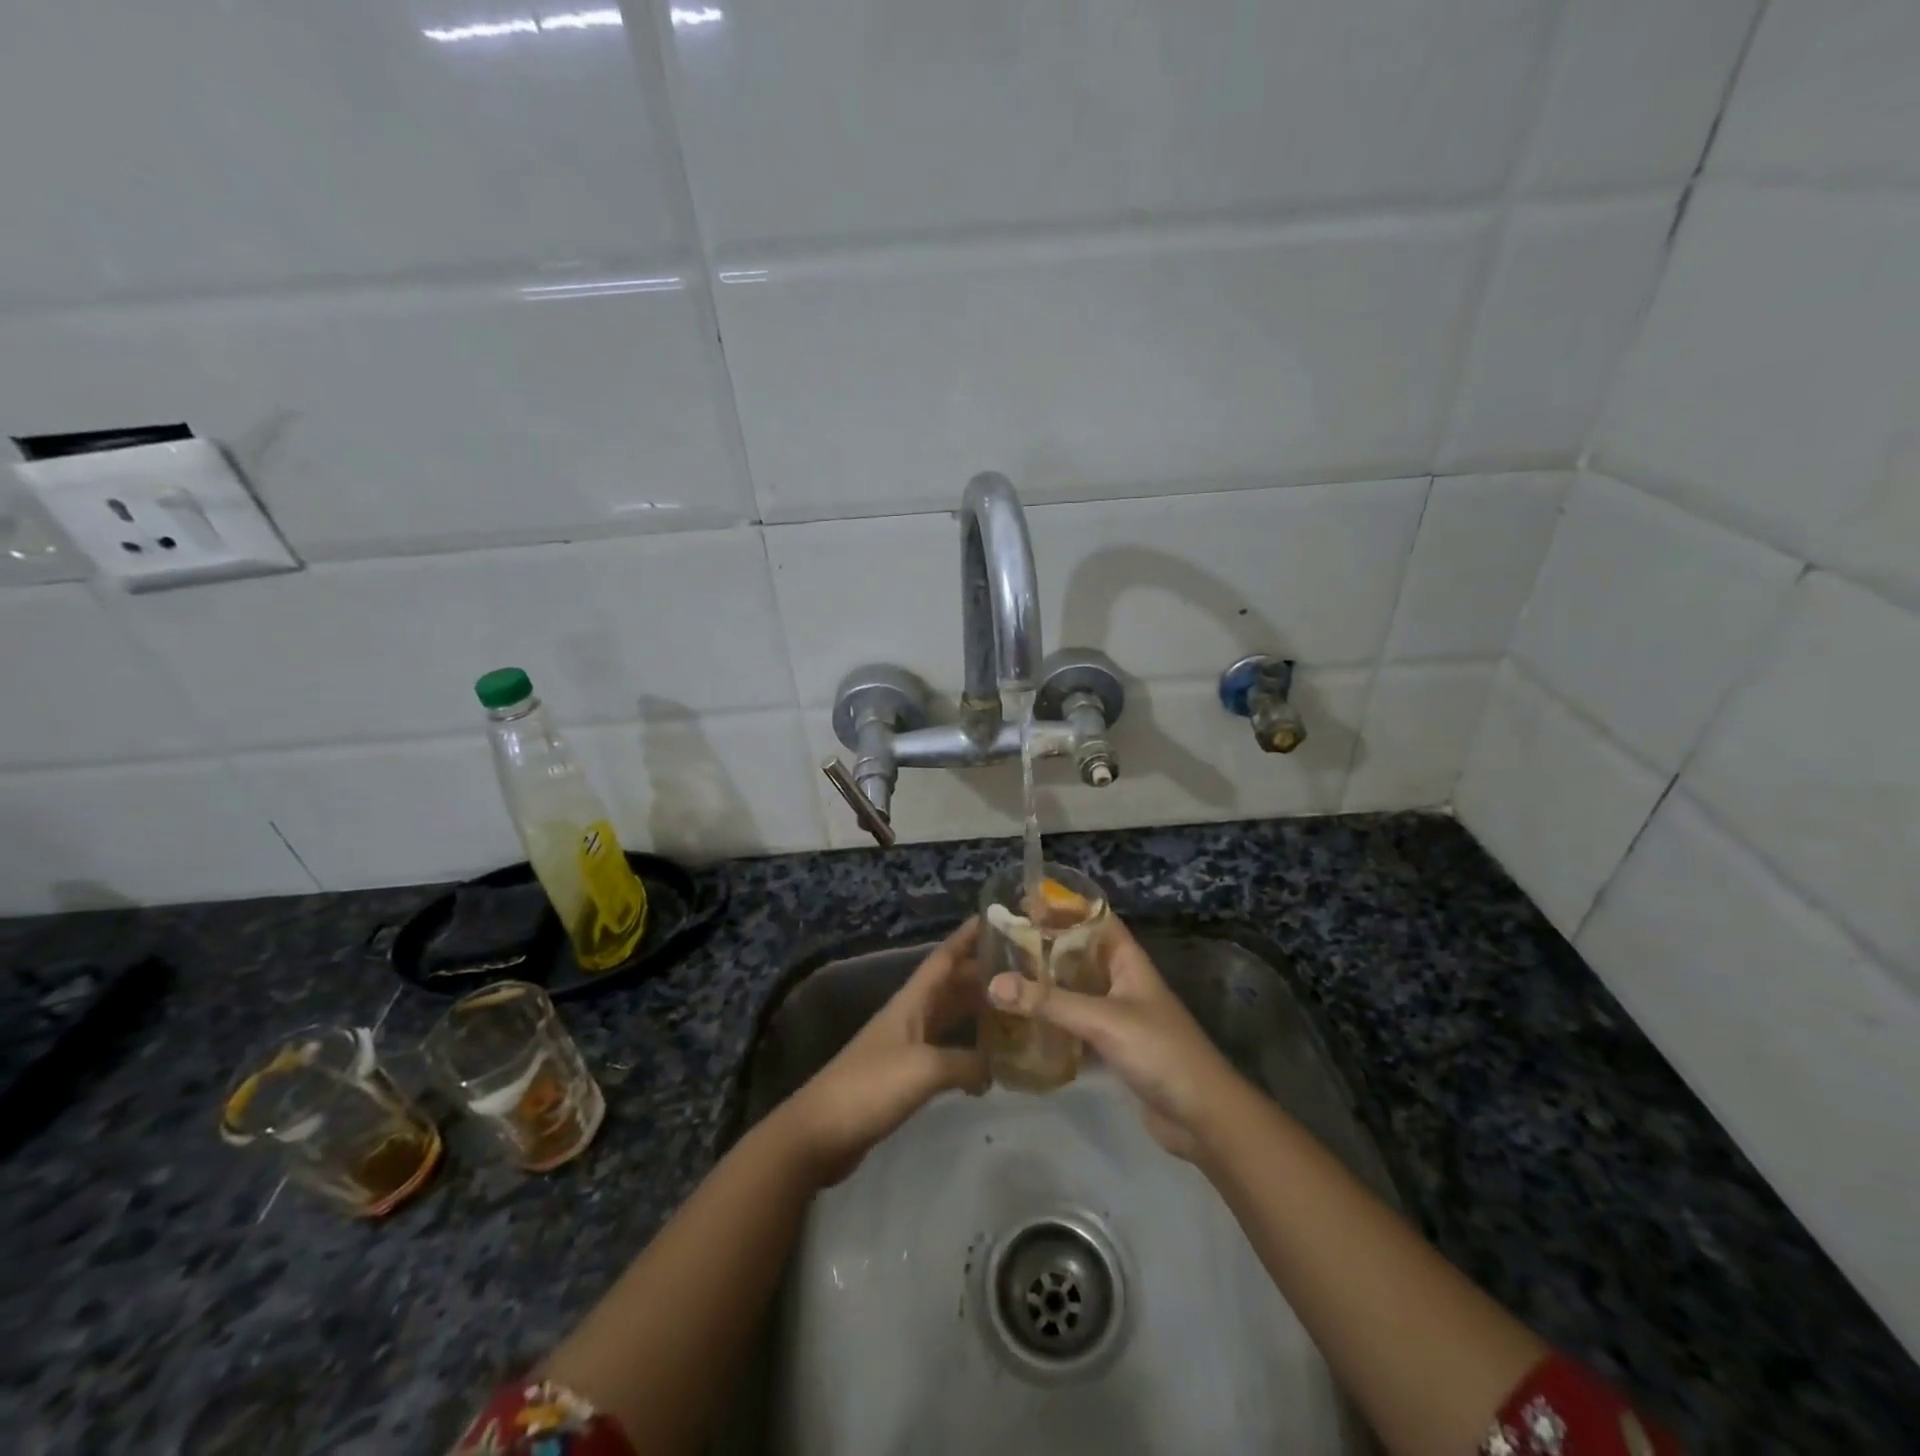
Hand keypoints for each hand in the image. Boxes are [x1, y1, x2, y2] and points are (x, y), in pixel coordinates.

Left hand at [778, 919, 990, 1185]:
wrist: (821, 1133)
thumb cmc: (871, 1087)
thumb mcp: (924, 1069)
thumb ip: (966, 1063)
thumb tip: (996, 1069)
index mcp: (911, 1002)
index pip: (944, 958)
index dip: (967, 937)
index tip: (997, 919)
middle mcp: (910, 1016)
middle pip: (950, 985)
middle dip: (982, 974)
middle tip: (1022, 970)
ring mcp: (906, 1046)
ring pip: (949, 1017)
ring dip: (977, 1010)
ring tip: (1014, 1008)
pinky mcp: (905, 1075)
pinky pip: (945, 1050)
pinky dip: (968, 1050)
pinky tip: (990, 1061)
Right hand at [987, 917, 1239, 1158]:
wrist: (1202, 1116)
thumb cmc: (1159, 1051)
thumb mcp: (1102, 1020)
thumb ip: (1048, 1002)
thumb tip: (993, 983)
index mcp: (1127, 960)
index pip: (1095, 919)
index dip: (1064, 906)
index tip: (1024, 901)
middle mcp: (1121, 981)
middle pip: (1080, 953)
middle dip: (1045, 946)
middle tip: (1001, 941)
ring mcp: (1118, 1015)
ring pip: (1075, 989)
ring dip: (1046, 983)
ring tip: (1004, 975)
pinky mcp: (1112, 1046)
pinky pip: (1076, 1023)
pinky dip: (1053, 1020)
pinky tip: (1022, 1021)